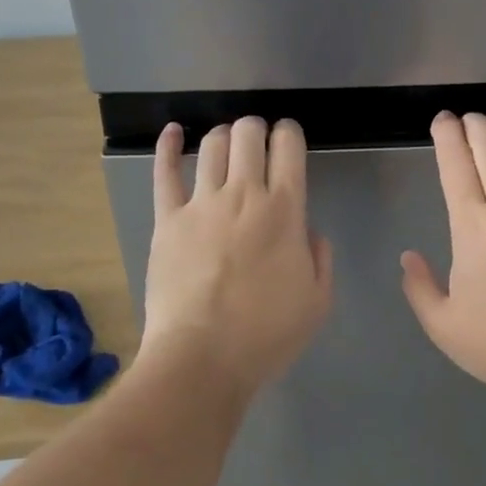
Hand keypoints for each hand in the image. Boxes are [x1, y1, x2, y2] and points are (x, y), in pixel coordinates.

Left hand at [142, 116, 332, 394]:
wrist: (202, 357)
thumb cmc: (266, 334)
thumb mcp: (317, 302)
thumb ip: (320, 259)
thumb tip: (309, 233)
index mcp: (285, 211)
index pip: (288, 148)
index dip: (289, 133)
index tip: (289, 138)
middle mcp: (243, 195)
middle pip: (248, 135)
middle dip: (257, 128)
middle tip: (259, 141)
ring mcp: (201, 204)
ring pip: (212, 146)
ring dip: (224, 136)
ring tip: (228, 143)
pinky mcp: (167, 219)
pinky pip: (165, 172)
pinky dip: (168, 146)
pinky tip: (173, 132)